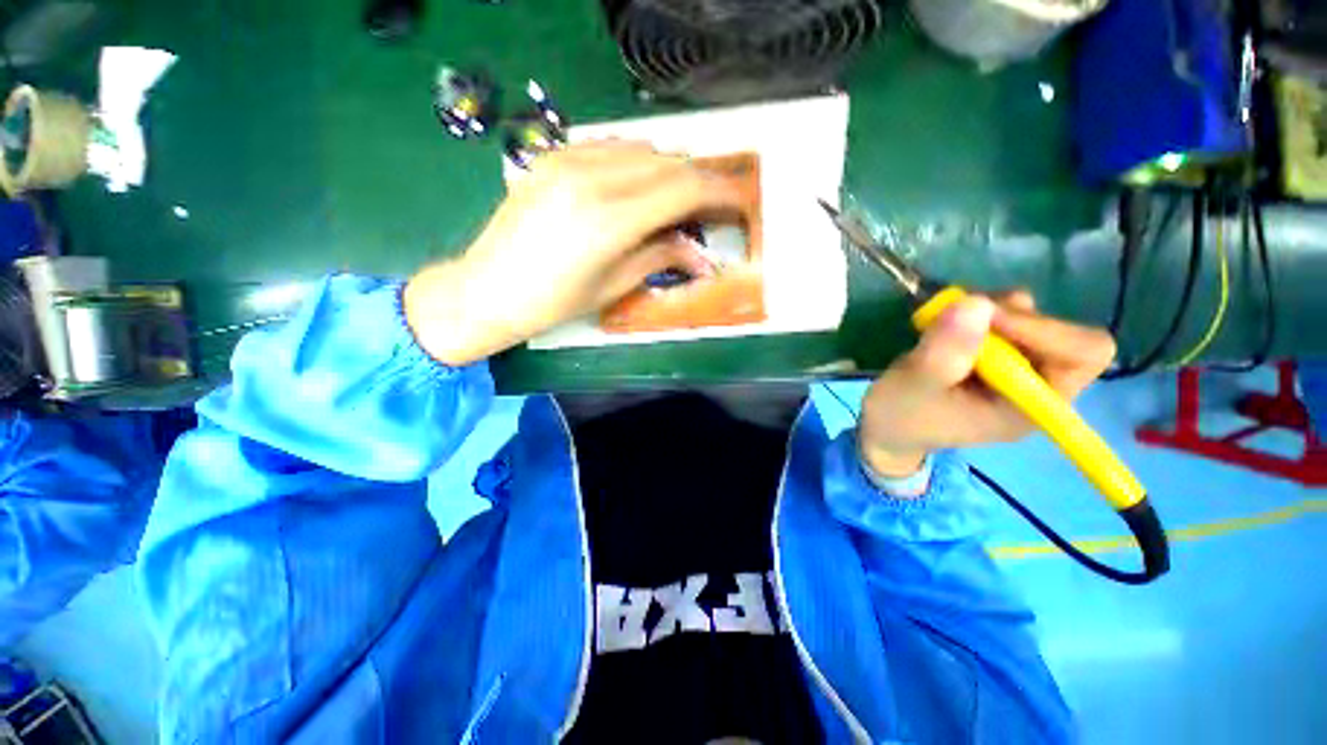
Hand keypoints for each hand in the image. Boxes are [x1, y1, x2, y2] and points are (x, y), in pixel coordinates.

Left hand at [404, 141, 741, 364]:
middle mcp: (591, 178)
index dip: (717, 192)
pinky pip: (609, 146)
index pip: (682, 189)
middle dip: (699, 179)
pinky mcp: (551, 156)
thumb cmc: (553, 303)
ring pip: (641, 148)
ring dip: (669, 169)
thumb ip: (660, 256)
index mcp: (609, 220)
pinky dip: (636, 161)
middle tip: (713, 204)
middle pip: (666, 162)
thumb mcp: (613, 286)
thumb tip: (702, 255)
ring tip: (680, 197)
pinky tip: (640, 184)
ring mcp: (566, 160)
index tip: (738, 201)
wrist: (486, 289)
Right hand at [858, 291, 1116, 478]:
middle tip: (960, 315)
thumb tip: (977, 302)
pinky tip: (947, 323)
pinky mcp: (997, 357)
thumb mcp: (914, 387)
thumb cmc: (901, 416)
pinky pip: (1007, 319)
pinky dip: (978, 312)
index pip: (1082, 355)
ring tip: (945, 321)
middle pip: (1060, 332)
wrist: (886, 426)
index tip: (987, 318)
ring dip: (991, 310)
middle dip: (1012, 317)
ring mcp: (1017, 369)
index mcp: (1030, 406)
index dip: (1043, 328)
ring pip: (1032, 319)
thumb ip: (944, 352)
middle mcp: (1036, 385)